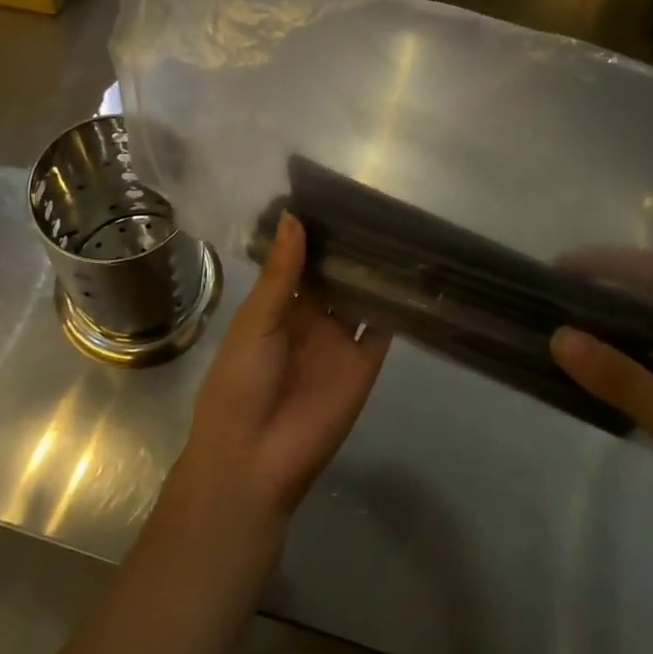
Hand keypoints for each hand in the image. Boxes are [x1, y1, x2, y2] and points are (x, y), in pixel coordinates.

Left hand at [169, 213, 390, 536]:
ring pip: (361, 296)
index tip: (336, 195)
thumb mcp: (256, 320)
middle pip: (335, 274)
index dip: (315, 233)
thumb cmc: (240, 382)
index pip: (301, 260)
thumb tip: (294, 216)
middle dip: (349, 247)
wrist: (254, 458)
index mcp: (278, 306)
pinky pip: (384, 328)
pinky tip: (411, 273)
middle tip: (376, 203)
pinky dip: (397, 305)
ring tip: (399, 228)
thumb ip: (281, 272)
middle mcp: (312, 317)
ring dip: (374, 270)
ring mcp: (340, 339)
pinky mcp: (365, 362)